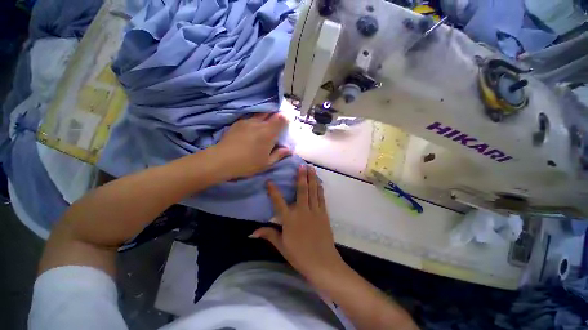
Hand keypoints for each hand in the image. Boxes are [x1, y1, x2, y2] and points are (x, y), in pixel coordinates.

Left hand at [214, 113, 290, 178]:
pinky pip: (250, 117)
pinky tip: (253, 127)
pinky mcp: (238, 123)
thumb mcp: (267, 163)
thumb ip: (279, 154)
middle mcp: (259, 123)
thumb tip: (288, 150)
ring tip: (265, 124)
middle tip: (278, 122)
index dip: (286, 119)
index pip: (281, 120)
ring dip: (266, 116)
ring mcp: (247, 121)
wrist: (223, 160)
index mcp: (269, 133)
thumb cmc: (248, 163)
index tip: (287, 122)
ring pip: (260, 114)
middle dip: (276, 115)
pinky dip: (255, 120)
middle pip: (271, 113)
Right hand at [251, 165, 343, 279]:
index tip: (269, 181)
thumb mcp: (282, 246)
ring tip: (312, 168)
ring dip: (312, 179)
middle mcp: (302, 211)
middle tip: (302, 165)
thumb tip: (252, 232)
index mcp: (289, 220)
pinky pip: (321, 199)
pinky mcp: (324, 214)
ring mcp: (314, 212)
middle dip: (301, 176)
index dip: (273, 191)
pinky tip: (319, 183)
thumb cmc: (300, 256)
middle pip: (301, 191)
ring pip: (313, 191)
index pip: (278, 202)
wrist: (322, 263)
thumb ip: (269, 235)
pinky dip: (320, 189)